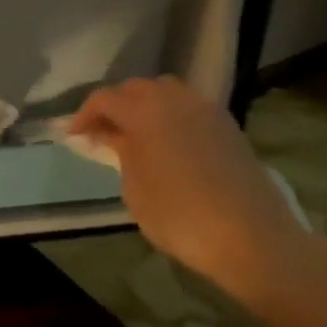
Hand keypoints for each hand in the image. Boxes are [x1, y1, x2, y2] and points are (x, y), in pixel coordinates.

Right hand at [70, 76, 307, 296]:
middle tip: (102, 132)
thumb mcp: (135, 189)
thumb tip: (114, 136)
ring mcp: (206, 110)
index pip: (105, 98)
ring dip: (145, 105)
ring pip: (165, 92)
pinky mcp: (228, 126)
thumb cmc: (181, 216)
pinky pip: (189, 107)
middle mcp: (175, 100)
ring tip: (136, 133)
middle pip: (135, 88)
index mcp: (145, 111)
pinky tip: (168, 142)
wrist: (252, 238)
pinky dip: (171, 115)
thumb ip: (121, 153)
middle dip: (114, 105)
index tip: (74, 135)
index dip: (84, 114)